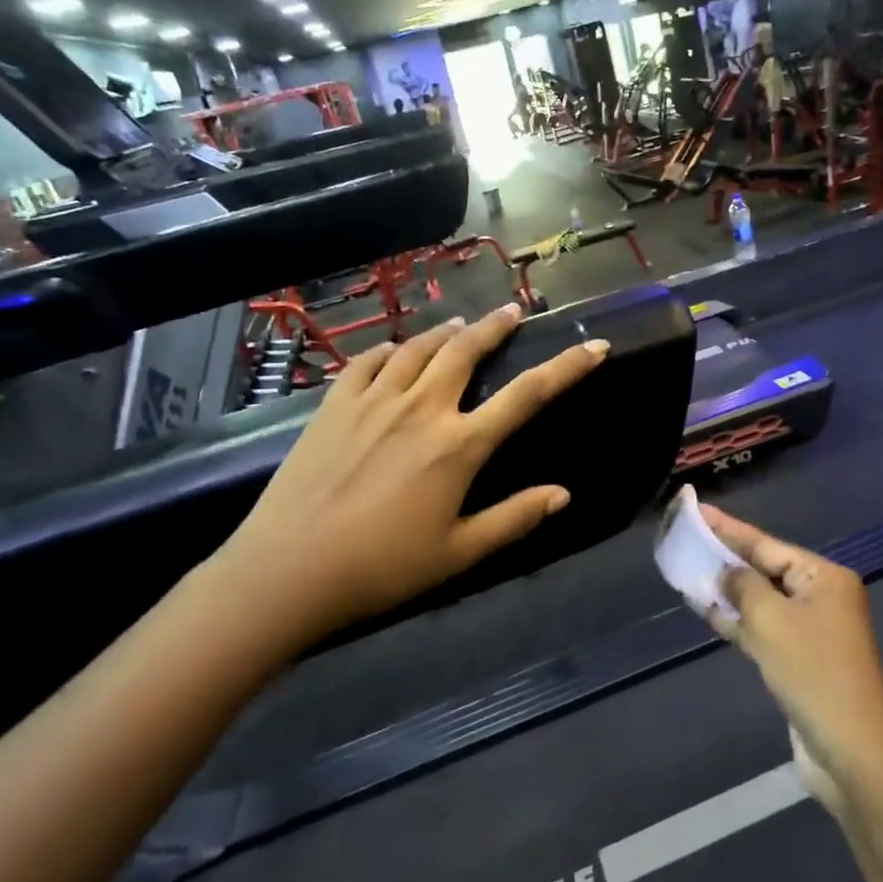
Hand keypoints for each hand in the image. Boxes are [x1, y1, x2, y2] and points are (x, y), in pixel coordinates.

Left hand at [212, 305, 608, 653]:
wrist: (288, 570)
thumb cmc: (382, 568)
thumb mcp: (458, 553)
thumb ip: (513, 518)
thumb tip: (562, 495)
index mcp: (459, 446)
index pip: (527, 396)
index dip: (567, 368)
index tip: (594, 346)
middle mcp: (421, 408)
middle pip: (466, 352)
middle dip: (496, 327)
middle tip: (513, 311)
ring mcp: (373, 401)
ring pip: (418, 348)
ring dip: (445, 332)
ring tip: (460, 325)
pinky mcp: (334, 405)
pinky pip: (367, 361)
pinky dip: (389, 349)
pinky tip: (395, 350)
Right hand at [701, 505, 882, 809]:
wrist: (850, 751)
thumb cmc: (813, 673)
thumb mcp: (771, 620)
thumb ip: (743, 586)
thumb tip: (727, 572)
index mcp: (824, 577)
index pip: (767, 544)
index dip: (729, 528)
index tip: (698, 510)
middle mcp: (821, 596)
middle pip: (765, 569)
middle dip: (727, 558)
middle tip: (688, 538)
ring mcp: (812, 629)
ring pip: (761, 600)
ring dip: (728, 591)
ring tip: (688, 571)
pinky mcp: (800, 659)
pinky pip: (763, 628)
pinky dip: (737, 620)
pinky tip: (706, 611)